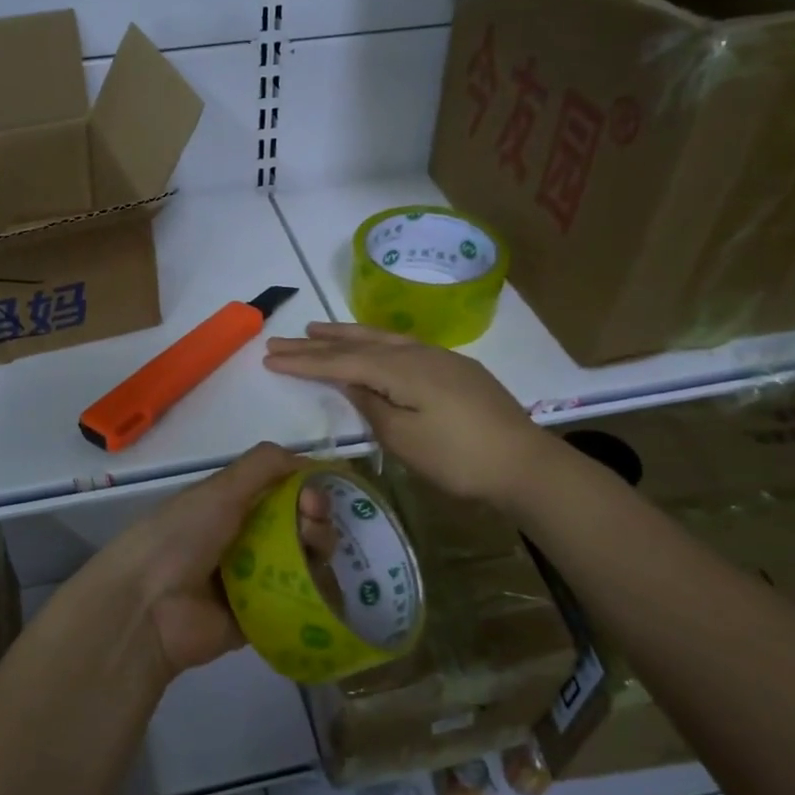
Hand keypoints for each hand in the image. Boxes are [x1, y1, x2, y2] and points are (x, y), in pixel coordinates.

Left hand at [82, 442, 302, 677]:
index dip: (308, 489)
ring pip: (307, 562)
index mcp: (232, 505)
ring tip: (310, 558)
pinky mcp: (264, 617)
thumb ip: (264, 465)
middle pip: (302, 526)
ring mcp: (257, 580)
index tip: (315, 496)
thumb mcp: (220, 489)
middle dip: (317, 521)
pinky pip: (302, 604)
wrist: (149, 607)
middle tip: (310, 528)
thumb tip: (311, 460)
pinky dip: (318, 596)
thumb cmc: (182, 537)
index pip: (285, 491)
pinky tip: (321, 589)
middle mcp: (247, 539)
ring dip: (318, 554)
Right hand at [264, 323, 544, 505]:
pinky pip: (402, 345)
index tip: (270, 356)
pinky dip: (375, 342)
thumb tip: (351, 381)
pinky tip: (373, 346)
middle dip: (318, 342)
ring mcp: (440, 358)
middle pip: (358, 342)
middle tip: (282, 338)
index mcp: (401, 369)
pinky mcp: (455, 369)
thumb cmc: (458, 457)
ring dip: (346, 334)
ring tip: (318, 330)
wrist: (525, 464)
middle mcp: (418, 353)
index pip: (341, 361)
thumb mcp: (404, 438)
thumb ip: (372, 405)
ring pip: (383, 338)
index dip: (304, 361)